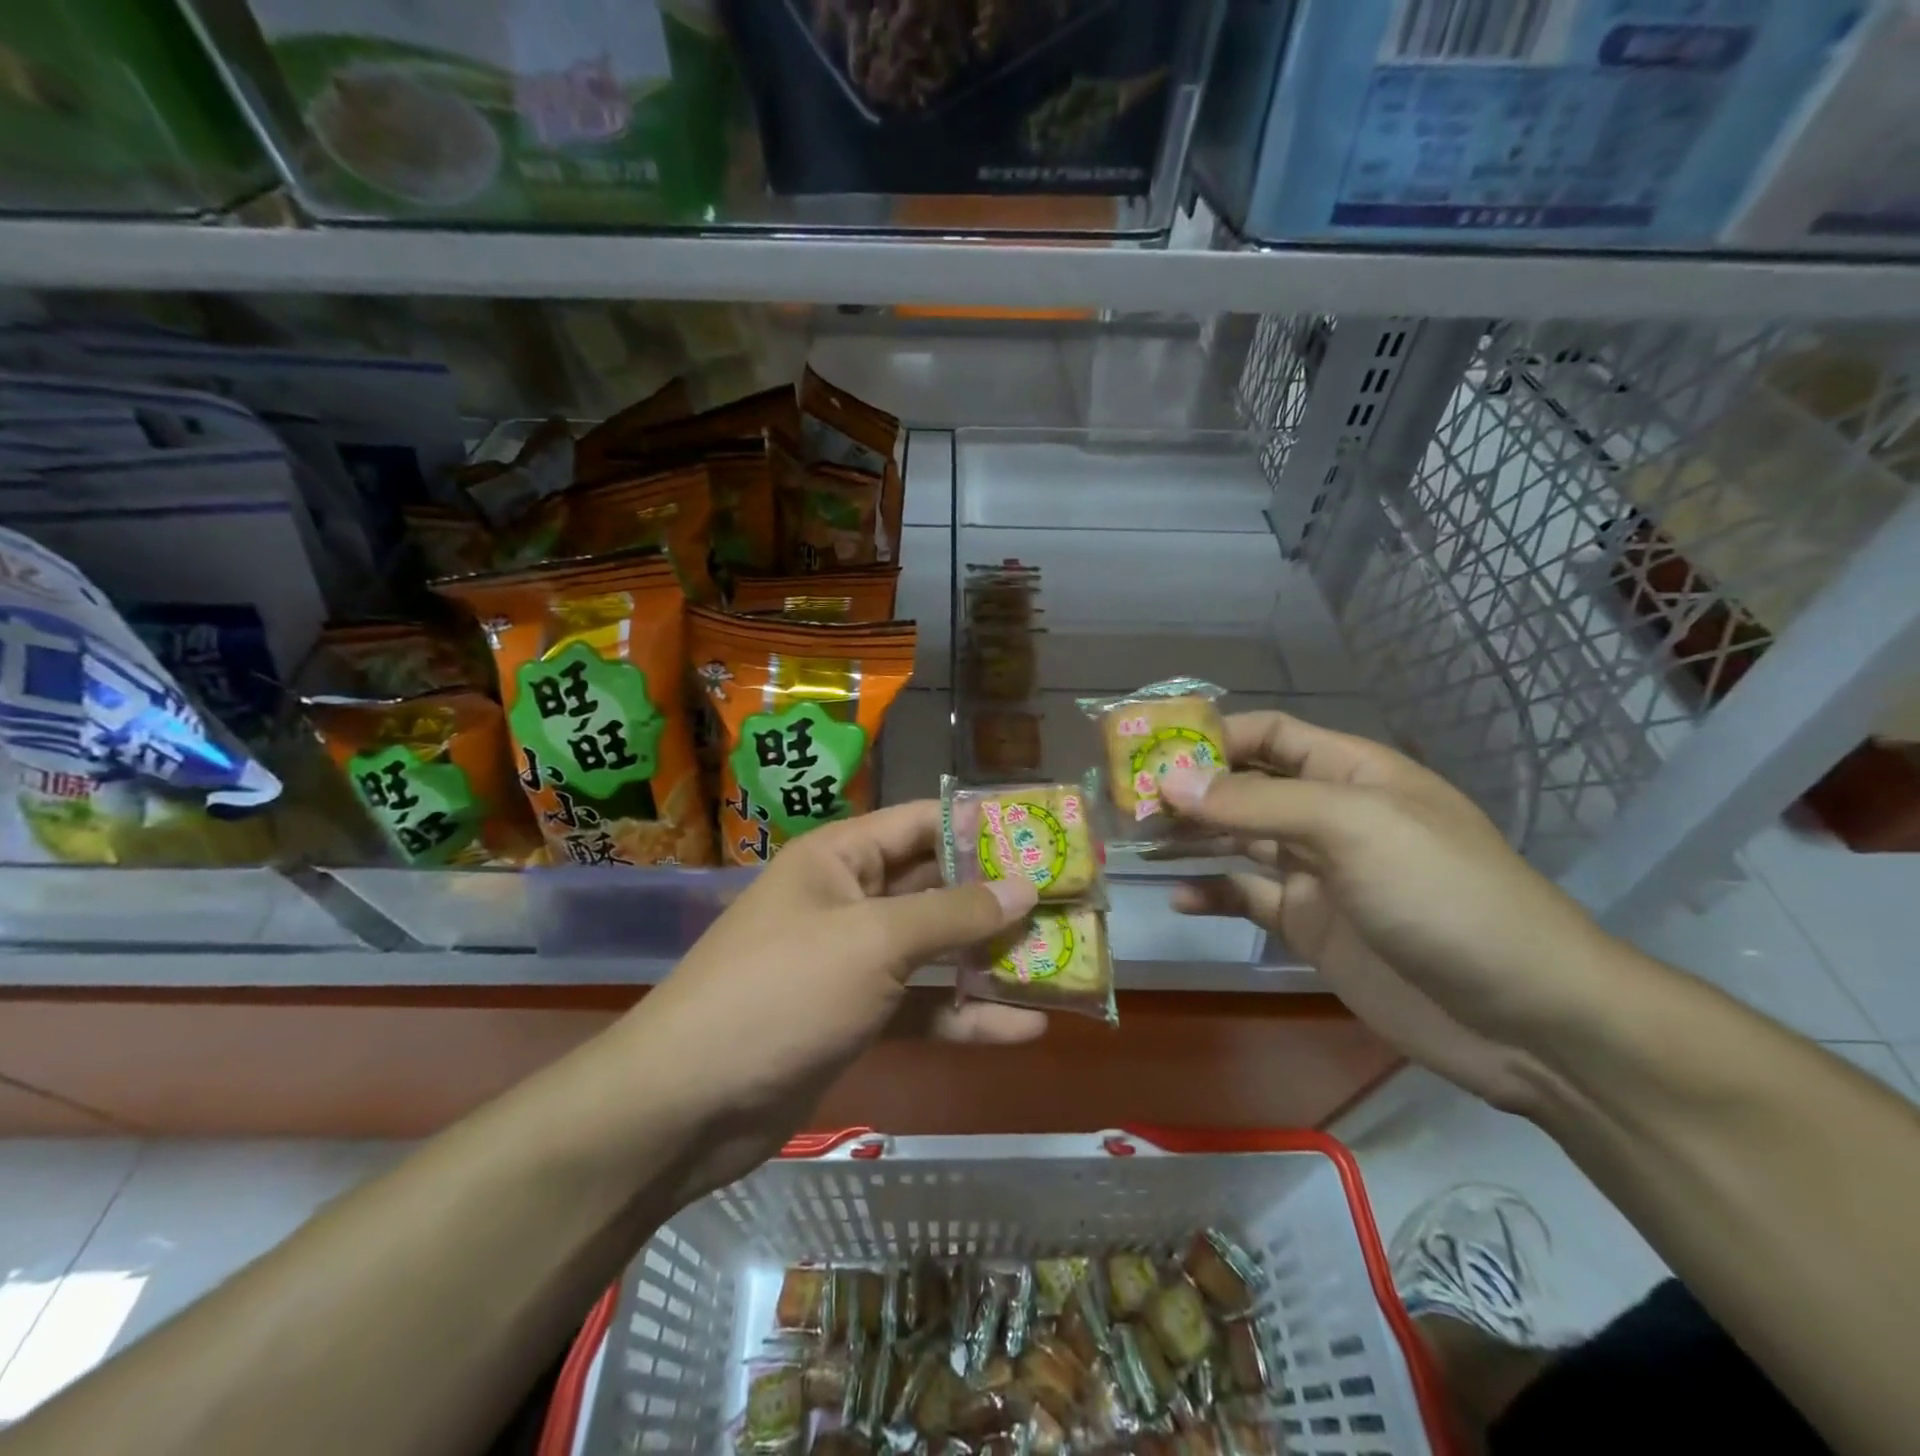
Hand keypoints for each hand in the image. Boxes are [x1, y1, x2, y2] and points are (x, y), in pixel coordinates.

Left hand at [617, 802, 1042, 1195]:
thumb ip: (952, 915)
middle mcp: (851, 900)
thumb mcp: (873, 942)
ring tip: (1064, 958)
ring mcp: (855, 962)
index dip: (984, 823)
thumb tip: (1025, 885)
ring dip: (993, 957)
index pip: (924, 821)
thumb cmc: (780, 992)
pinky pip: (924, 1006)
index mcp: (843, 858)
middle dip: (999, 894)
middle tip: (1070, 897)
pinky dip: (967, 1015)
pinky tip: (1025, 1028)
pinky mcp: (859, 1017)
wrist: (688, 1105)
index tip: (1046, 830)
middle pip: (938, 886)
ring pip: (937, 949)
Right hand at [1163, 712, 1615, 1110]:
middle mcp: (1328, 815)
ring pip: (1237, 841)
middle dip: (1187, 789)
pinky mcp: (1311, 927)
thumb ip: (1257, 802)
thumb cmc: (1444, 896)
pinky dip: (1213, 894)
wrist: (1526, 1018)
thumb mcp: (1353, 829)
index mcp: (1349, 773)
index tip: (1147, 750)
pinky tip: (1178, 898)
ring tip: (1133, 841)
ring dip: (1189, 837)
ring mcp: (1318, 874)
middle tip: (1123, 801)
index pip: (1268, 735)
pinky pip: (1248, 898)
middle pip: (1243, 787)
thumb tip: (1169, 781)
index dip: (1210, 736)